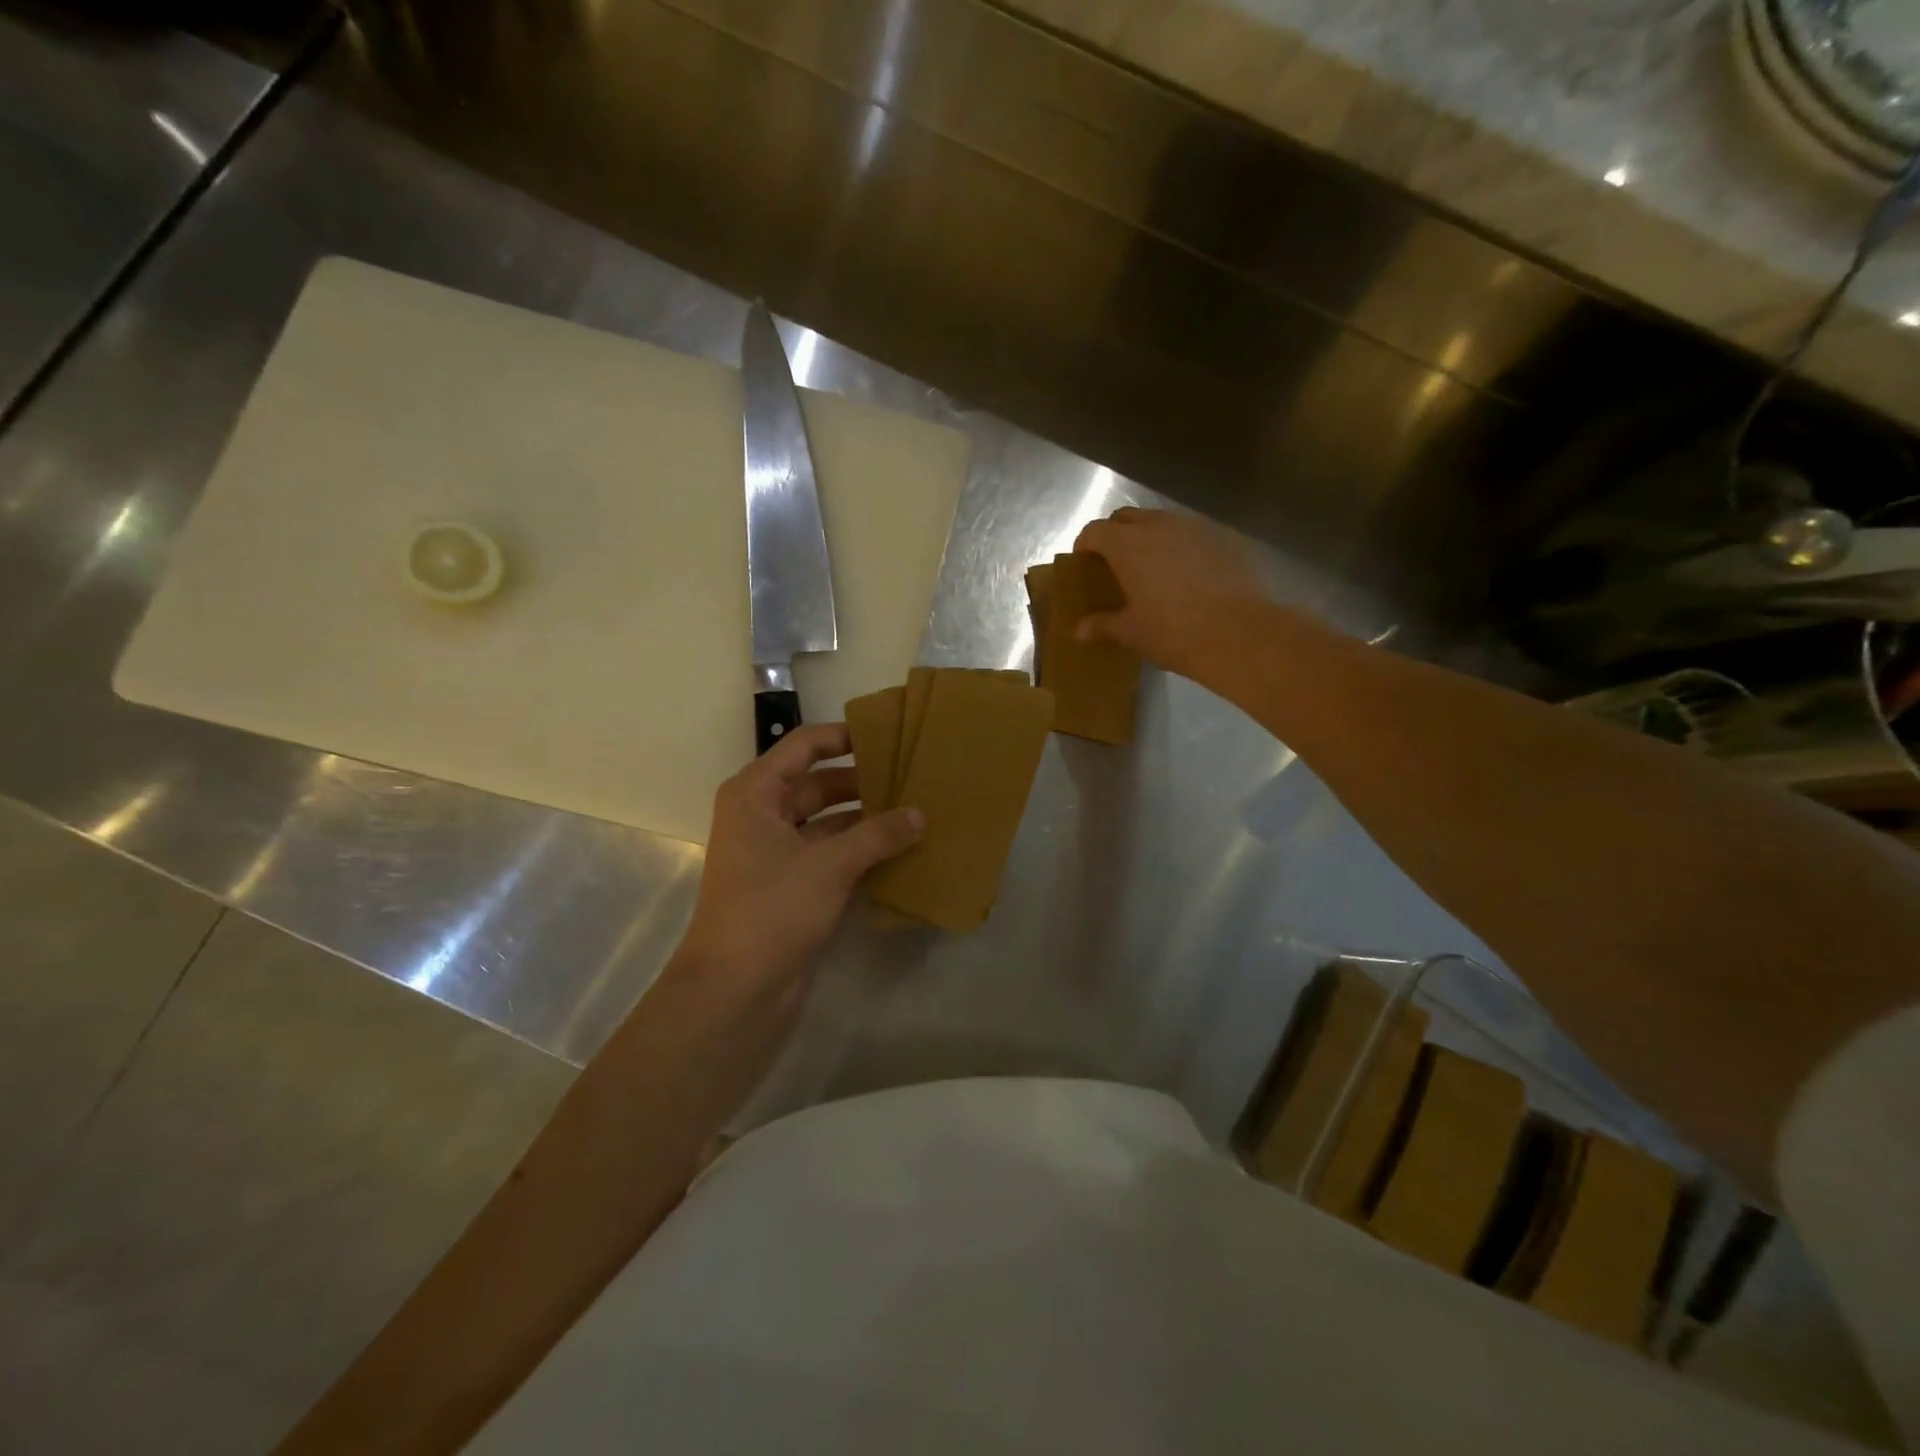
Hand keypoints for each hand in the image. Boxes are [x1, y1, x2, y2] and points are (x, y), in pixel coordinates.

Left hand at [676, 723, 922, 1011]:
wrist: (735, 989)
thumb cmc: (772, 909)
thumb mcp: (830, 864)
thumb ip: (878, 834)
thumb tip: (920, 814)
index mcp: (756, 793)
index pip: (804, 746)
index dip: (843, 736)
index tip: (888, 735)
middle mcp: (762, 815)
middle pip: (818, 783)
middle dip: (863, 782)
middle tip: (913, 777)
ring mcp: (776, 852)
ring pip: (828, 821)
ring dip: (865, 819)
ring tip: (915, 811)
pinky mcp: (791, 884)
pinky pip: (830, 853)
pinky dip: (859, 850)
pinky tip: (900, 850)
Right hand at [1073, 508, 1269, 682]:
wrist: (1239, 633)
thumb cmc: (1174, 633)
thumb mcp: (1132, 633)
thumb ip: (1104, 625)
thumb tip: (1080, 630)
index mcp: (1128, 546)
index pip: (1096, 531)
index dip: (1085, 543)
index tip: (1083, 559)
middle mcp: (1159, 526)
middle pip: (1128, 517)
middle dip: (1115, 533)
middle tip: (1113, 560)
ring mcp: (1195, 528)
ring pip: (1162, 521)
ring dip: (1150, 535)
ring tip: (1151, 565)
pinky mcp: (1224, 538)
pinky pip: (1192, 533)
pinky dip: (1181, 545)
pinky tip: (1186, 572)